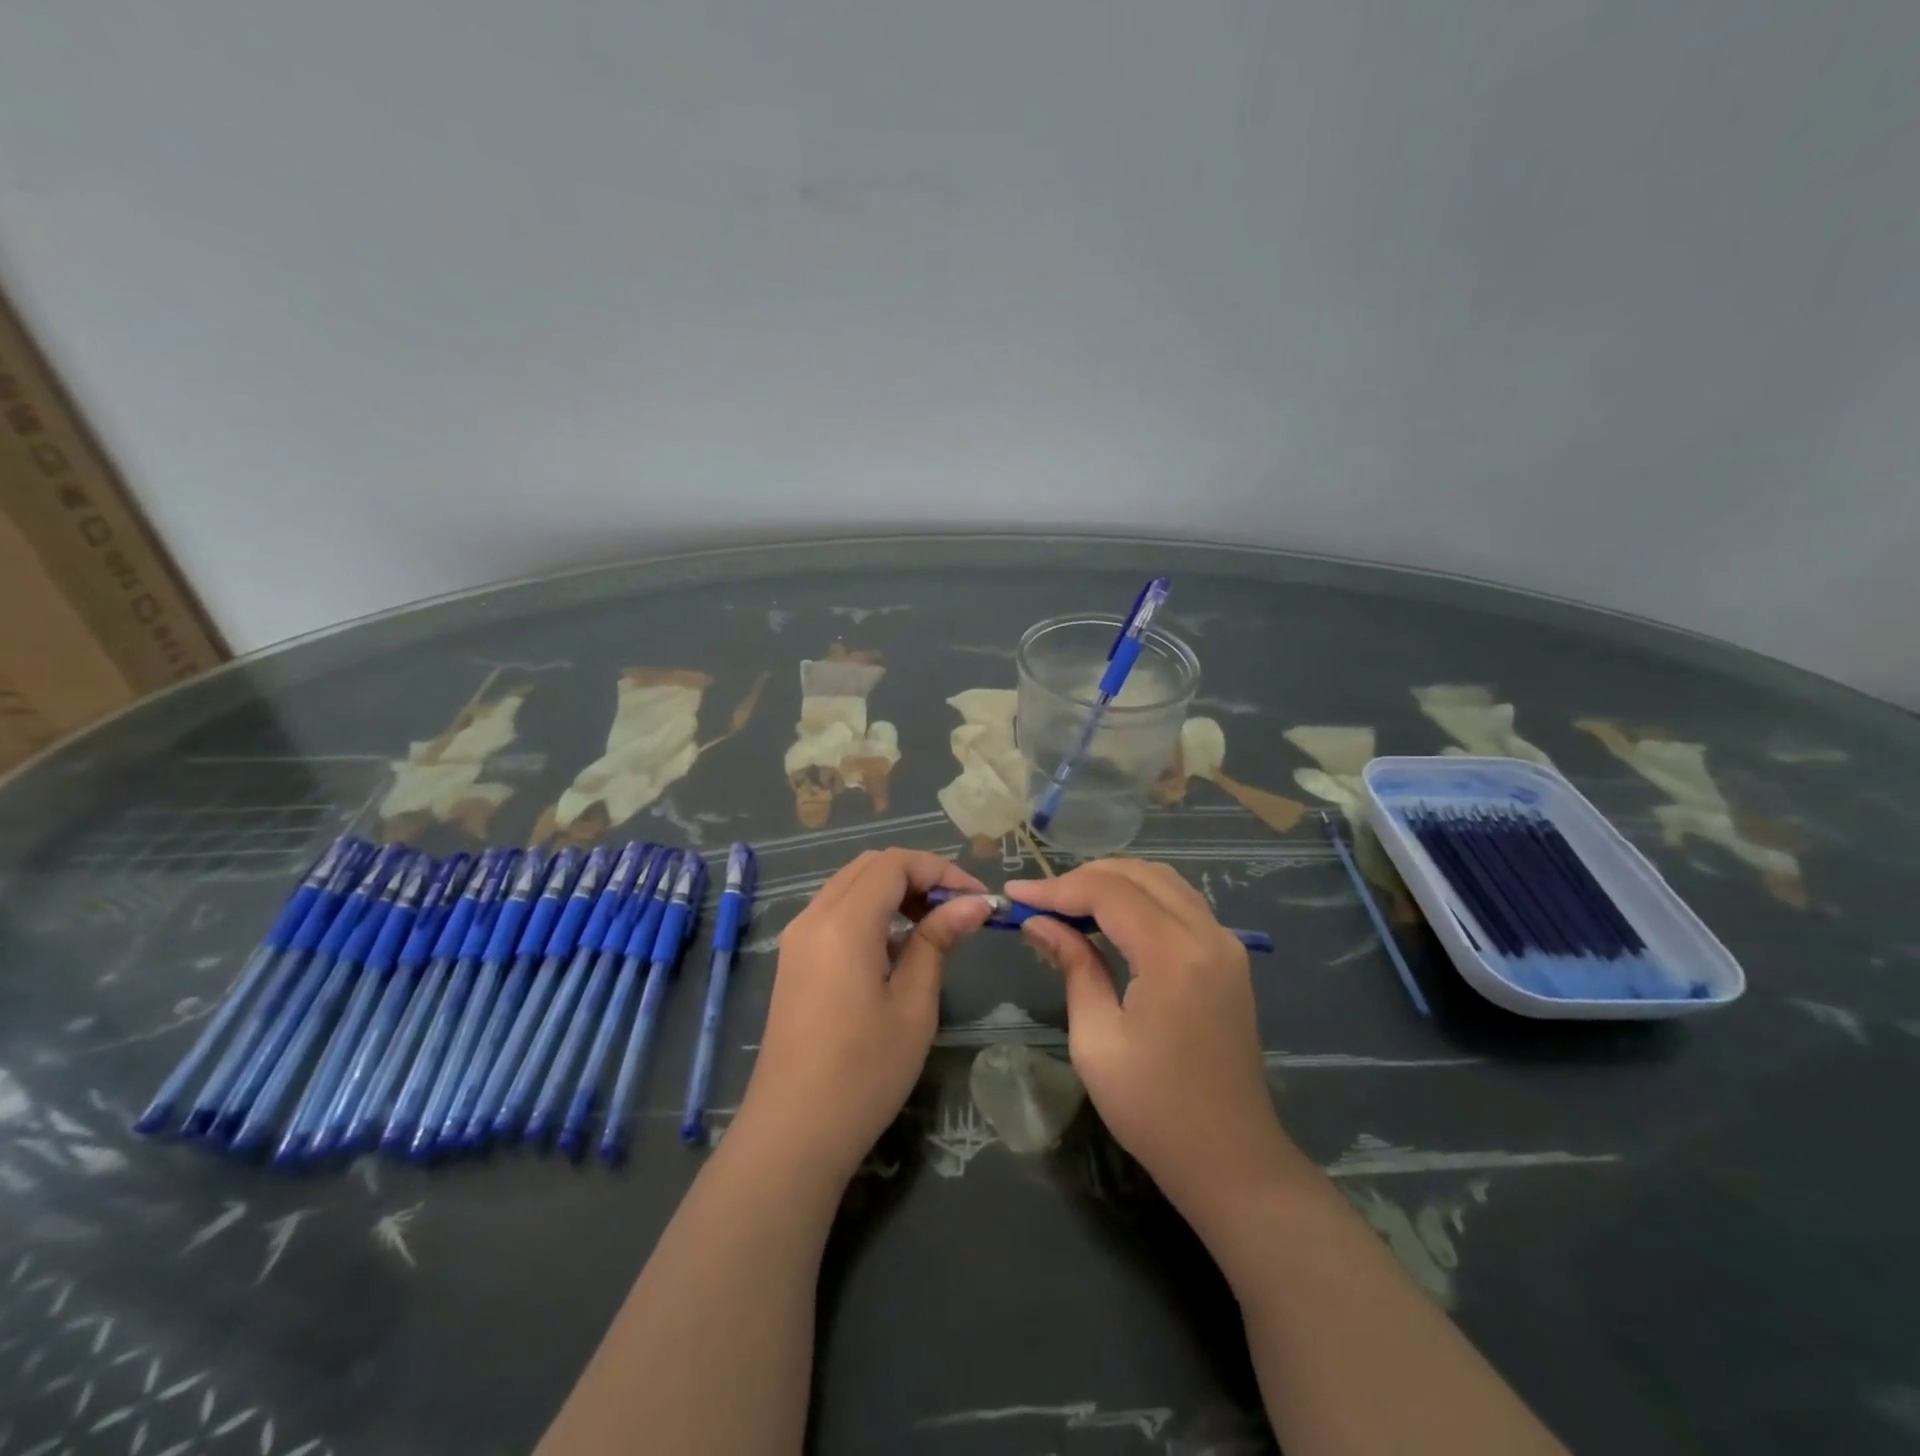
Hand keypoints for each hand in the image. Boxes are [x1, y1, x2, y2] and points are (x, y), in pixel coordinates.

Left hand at [735, 849, 992, 1182]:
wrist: (793, 1133)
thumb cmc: (864, 1073)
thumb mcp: (913, 1005)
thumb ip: (938, 941)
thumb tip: (973, 903)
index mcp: (843, 923)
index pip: (894, 863)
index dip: (940, 870)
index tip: (977, 899)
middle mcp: (813, 917)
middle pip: (870, 866)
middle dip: (918, 875)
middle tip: (956, 909)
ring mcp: (797, 938)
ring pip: (850, 885)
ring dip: (894, 891)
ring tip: (933, 926)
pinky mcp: (794, 960)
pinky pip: (835, 912)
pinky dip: (870, 911)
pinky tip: (896, 948)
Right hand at [1007, 861, 1300, 1225]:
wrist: (1231, 1159)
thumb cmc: (1154, 1108)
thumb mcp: (1097, 1039)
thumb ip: (1073, 966)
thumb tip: (1039, 922)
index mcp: (1174, 956)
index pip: (1109, 892)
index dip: (1057, 888)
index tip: (1015, 896)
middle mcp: (1208, 935)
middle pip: (1139, 875)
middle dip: (1083, 878)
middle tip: (1039, 900)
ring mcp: (1226, 944)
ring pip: (1163, 881)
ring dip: (1113, 883)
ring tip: (1068, 904)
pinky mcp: (1229, 957)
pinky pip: (1180, 903)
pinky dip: (1140, 898)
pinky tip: (1110, 918)